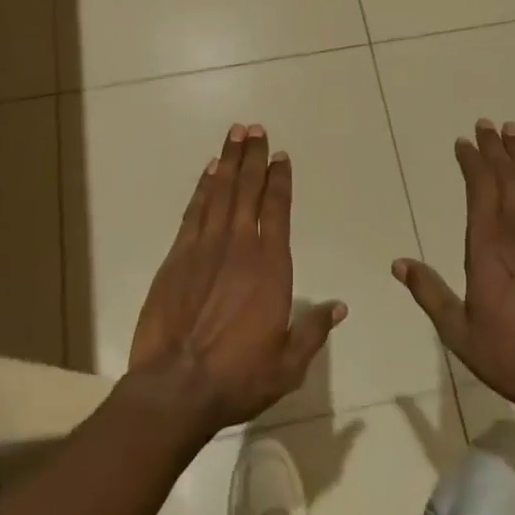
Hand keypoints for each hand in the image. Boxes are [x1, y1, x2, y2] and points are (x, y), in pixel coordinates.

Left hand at [128, 124, 345, 437]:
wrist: (175, 387)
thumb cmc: (238, 377)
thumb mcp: (288, 364)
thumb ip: (314, 331)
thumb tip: (339, 306)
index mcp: (271, 267)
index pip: (277, 210)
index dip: (279, 180)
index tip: (280, 156)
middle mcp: (239, 246)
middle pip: (248, 189)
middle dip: (253, 157)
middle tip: (255, 128)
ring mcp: (205, 247)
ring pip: (220, 192)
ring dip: (229, 161)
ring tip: (234, 134)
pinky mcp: (177, 256)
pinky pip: (194, 210)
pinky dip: (202, 186)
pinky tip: (208, 170)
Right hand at [394, 120, 514, 423]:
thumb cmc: (512, 354)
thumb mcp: (458, 331)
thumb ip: (429, 292)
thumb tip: (398, 264)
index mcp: (489, 243)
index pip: (479, 186)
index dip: (471, 160)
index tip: (464, 142)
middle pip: (507, 175)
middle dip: (495, 147)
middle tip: (487, 125)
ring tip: (514, 134)